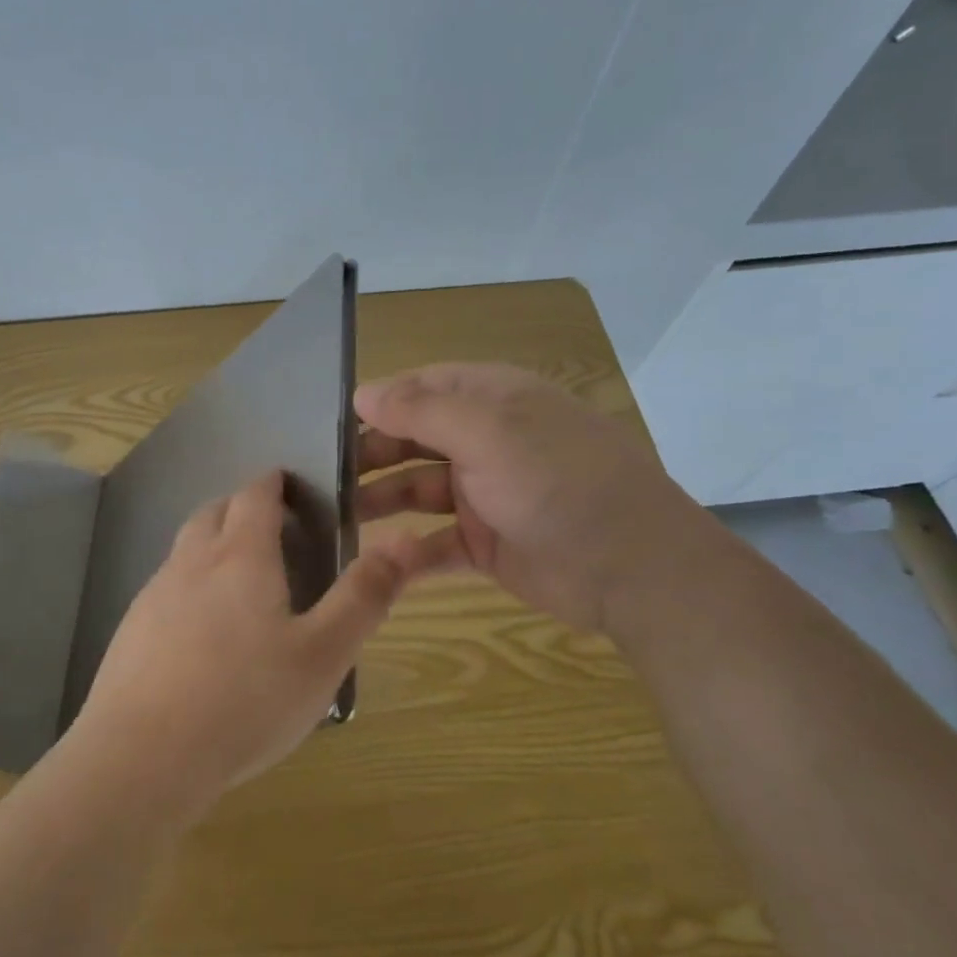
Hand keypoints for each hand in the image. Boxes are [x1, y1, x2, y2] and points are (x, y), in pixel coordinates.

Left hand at [74, 471, 423, 812]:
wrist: (143, 756)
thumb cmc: (245, 701)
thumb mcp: (322, 655)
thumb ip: (363, 597)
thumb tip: (403, 542)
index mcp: (240, 557)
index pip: (254, 495)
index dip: (273, 483)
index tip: (289, 484)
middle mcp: (192, 562)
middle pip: (214, 512)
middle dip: (241, 507)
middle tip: (272, 528)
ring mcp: (154, 595)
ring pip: (186, 548)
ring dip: (213, 542)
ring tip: (241, 576)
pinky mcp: (132, 630)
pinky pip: (166, 587)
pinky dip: (189, 584)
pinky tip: (202, 629)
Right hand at [354, 362, 693, 633]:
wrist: (634, 569)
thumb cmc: (559, 482)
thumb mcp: (489, 432)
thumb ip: (422, 410)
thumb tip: (363, 393)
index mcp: (493, 401)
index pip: (423, 387)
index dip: (380, 402)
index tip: (331, 422)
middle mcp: (486, 442)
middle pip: (413, 440)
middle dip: (370, 454)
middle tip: (323, 475)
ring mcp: (486, 495)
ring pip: (418, 491)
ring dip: (380, 501)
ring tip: (337, 516)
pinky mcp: (486, 545)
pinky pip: (435, 544)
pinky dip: (409, 553)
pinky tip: (379, 561)